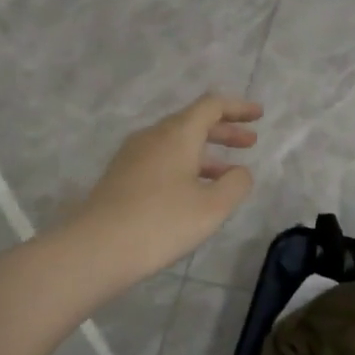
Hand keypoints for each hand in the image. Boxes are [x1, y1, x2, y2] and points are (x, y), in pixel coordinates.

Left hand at [70, 94, 262, 275]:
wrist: (95, 248)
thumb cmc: (161, 223)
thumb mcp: (212, 207)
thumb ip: (235, 184)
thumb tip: (240, 172)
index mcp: (177, 134)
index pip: (212, 106)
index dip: (238, 108)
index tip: (259, 115)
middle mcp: (153, 136)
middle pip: (193, 122)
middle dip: (224, 130)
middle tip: (250, 142)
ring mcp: (132, 156)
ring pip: (176, 143)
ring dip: (205, 151)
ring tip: (227, 173)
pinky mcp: (120, 176)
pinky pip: (161, 159)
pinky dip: (185, 165)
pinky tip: (193, 190)